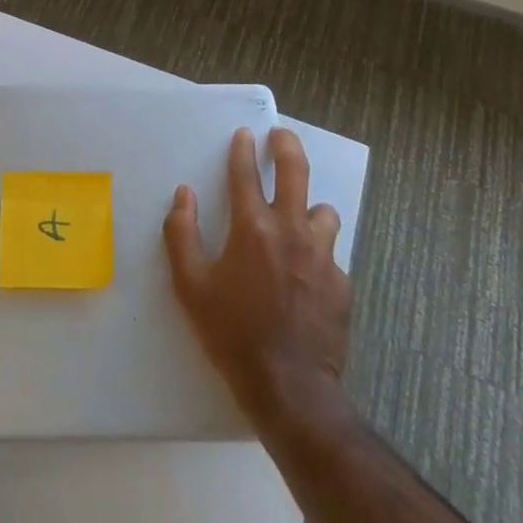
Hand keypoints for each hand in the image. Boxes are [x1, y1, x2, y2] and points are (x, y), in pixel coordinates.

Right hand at [164, 127, 350, 428]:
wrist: (290, 388)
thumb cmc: (232, 333)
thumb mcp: (190, 285)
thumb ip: (181, 233)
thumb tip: (184, 195)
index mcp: (252, 228)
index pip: (245, 173)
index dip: (242, 149)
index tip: (244, 134)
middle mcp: (290, 230)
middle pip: (295, 171)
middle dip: (286, 146)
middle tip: (281, 135)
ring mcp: (322, 256)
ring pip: (323, 211)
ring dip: (309, 206)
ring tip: (299, 214)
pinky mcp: (341, 283)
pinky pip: (331, 253)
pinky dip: (318, 251)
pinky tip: (308, 270)